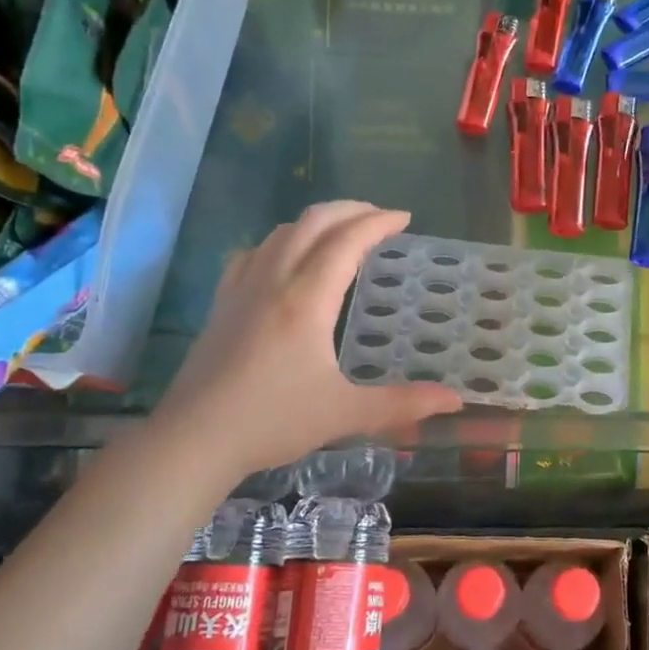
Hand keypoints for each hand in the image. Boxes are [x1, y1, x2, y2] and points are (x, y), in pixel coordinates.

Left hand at [158, 202, 462, 476]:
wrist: (193, 440)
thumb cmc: (272, 422)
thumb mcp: (344, 413)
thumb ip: (402, 404)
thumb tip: (455, 400)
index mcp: (307, 300)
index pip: (346, 241)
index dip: (378, 223)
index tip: (404, 218)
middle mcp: (274, 281)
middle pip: (313, 222)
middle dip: (350, 210)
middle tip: (379, 216)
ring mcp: (242, 289)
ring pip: (281, 232)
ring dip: (316, 221)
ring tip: (341, 231)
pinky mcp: (222, 304)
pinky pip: (253, 253)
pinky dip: (280, 241)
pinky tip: (285, 257)